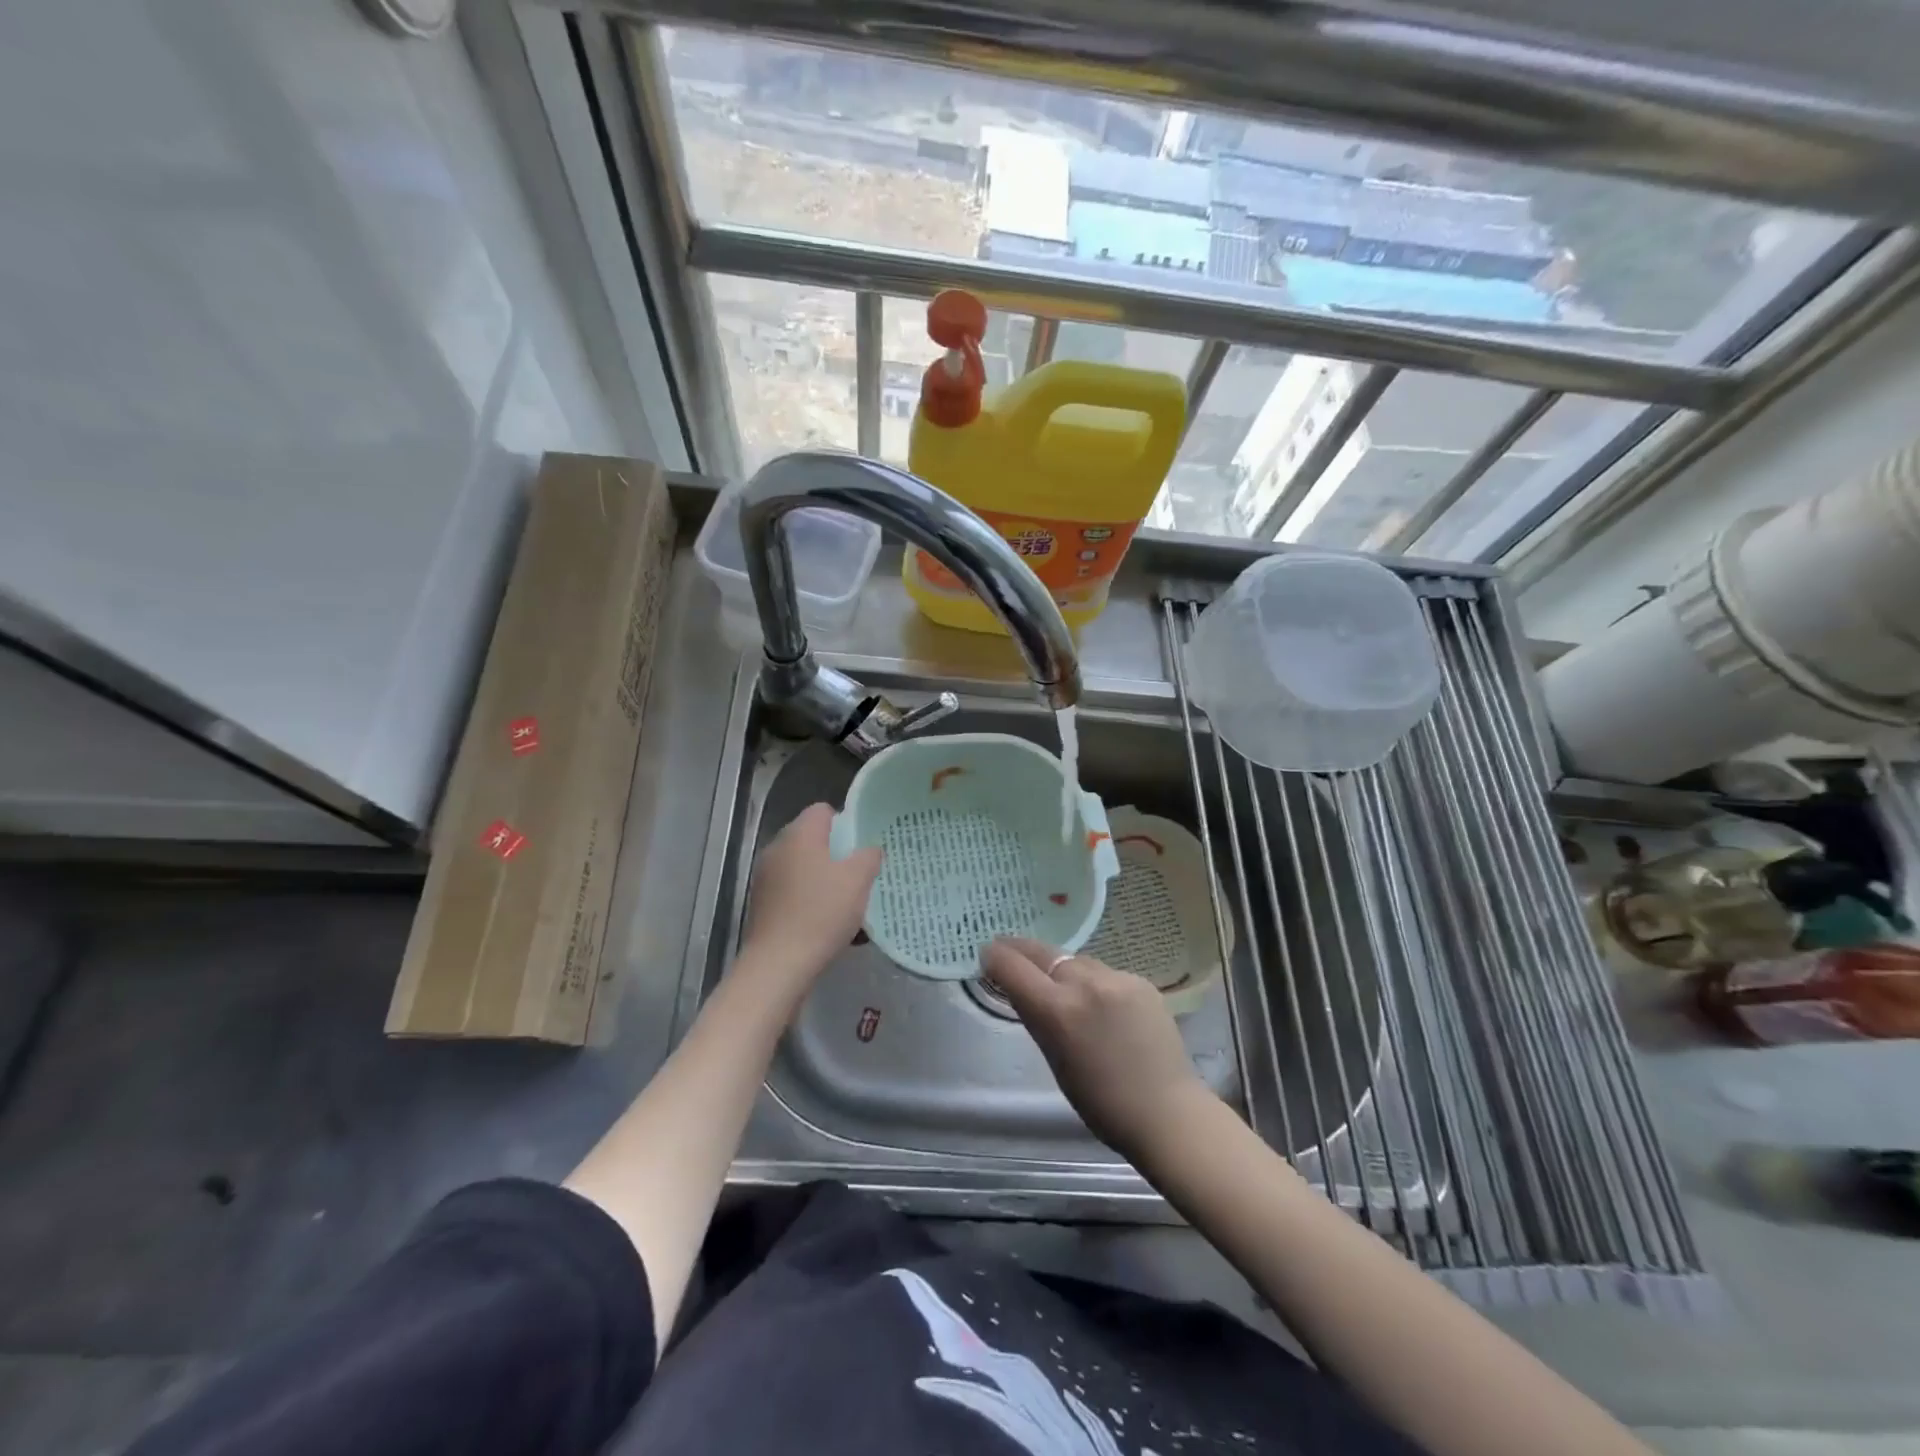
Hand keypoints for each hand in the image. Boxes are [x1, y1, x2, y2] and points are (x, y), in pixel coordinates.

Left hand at [739, 803, 882, 994]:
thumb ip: (868, 857)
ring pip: (802, 866)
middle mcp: (777, 848)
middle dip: (836, 852)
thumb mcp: (858, 881)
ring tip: (845, 900)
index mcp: (799, 835)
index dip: (845, 823)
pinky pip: (792, 889)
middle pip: (811, 838)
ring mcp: (765, 876)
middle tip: (859, 873)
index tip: (862, 846)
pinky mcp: (761, 903)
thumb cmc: (821, 914)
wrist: (778, 965)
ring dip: (823, 877)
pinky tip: (825, 921)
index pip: (823, 810)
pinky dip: (808, 898)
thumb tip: (869, 848)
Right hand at [980, 937, 1211, 1159]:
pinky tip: (1097, 1001)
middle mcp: (1085, 983)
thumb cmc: (1102, 1103)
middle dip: (1020, 950)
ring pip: (1075, 961)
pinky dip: (1092, 982)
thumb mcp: (1055, 1061)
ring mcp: (1117, 978)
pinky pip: (1104, 973)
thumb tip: (1021, 990)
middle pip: (1043, 953)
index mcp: (1058, 1010)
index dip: (995, 957)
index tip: (987, 954)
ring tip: (1054, 979)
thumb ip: (1037, 1018)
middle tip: (1006, 948)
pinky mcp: (1141, 981)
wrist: (1168, 1112)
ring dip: (1059, 967)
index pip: (1013, 967)